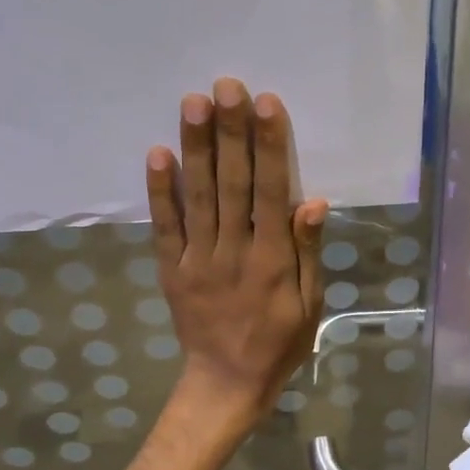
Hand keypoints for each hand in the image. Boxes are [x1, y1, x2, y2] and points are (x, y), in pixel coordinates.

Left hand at [145, 78, 328, 424]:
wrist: (226, 383)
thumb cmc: (279, 343)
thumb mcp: (310, 305)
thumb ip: (308, 252)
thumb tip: (312, 201)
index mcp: (273, 259)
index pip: (272, 191)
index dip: (270, 146)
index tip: (266, 104)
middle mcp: (234, 251)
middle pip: (232, 183)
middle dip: (230, 132)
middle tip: (226, 85)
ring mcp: (198, 258)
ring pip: (198, 196)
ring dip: (196, 147)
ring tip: (193, 103)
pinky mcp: (172, 269)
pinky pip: (165, 226)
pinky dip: (160, 191)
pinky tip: (157, 153)